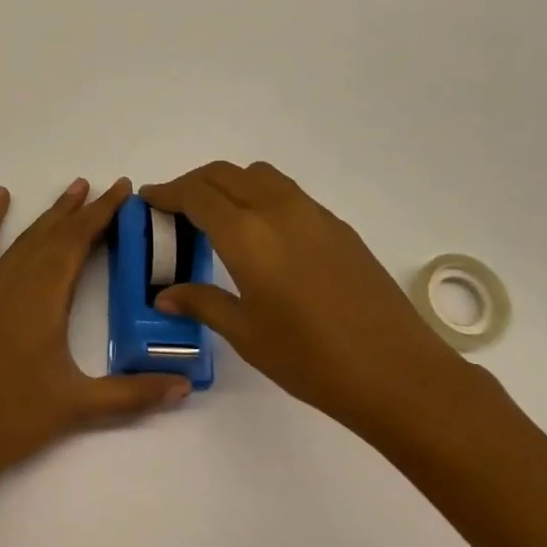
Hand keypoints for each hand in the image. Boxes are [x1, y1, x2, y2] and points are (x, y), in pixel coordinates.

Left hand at [0, 178, 192, 495]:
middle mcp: (12, 283)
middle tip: (107, 188)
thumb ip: (135, 393)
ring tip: (74, 190)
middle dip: (82, 210)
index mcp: (43, 300)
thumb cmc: (17, 423)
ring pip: (22, 240)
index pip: (77, 243)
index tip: (122, 189)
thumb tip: (186, 386)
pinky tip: (0, 198)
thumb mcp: (80, 407)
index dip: (101, 214)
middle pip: (53, 235)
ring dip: (49, 215)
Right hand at [143, 162, 480, 447]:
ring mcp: (312, 213)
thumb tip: (166, 294)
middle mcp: (277, 210)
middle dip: (193, 183)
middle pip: (224, 174)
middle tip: (175, 208)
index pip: (196, 194)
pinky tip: (261, 234)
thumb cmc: (311, 359)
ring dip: (228, 183)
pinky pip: (285, 192)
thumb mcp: (247, 334)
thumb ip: (203, 302)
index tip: (148, 199)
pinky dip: (259, 195)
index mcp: (247, 235)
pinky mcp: (337, 225)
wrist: (397, 372)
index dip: (167, 193)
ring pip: (258, 175)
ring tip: (217, 216)